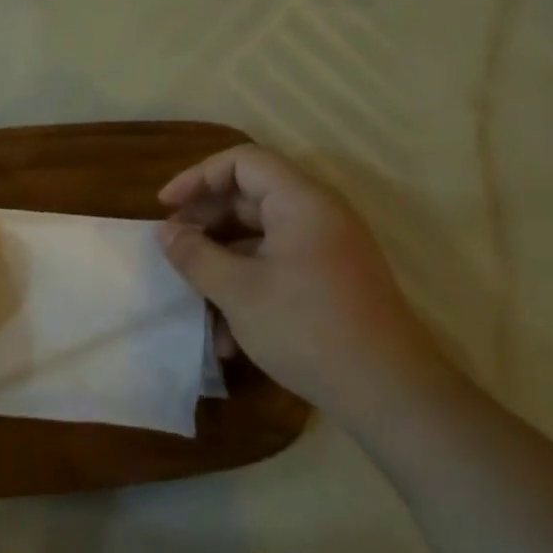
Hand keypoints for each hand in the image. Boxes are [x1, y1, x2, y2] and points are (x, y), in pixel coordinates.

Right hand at [157, 145, 448, 417]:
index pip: (243, 161)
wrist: (388, 391)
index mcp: (301, 202)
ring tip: (193, 297)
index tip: (165, 208)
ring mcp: (327, 250)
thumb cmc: (307, 328)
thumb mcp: (238, 291)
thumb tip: (165, 232)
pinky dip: (248, 287)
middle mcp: (318, 216)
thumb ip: (195, 255)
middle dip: (205, 222)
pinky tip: (227, 336)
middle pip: (250, 197)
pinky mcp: (330, 281)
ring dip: (222, 263)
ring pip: (260, 238)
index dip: (198, 177)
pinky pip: (278, 267)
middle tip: (173, 249)